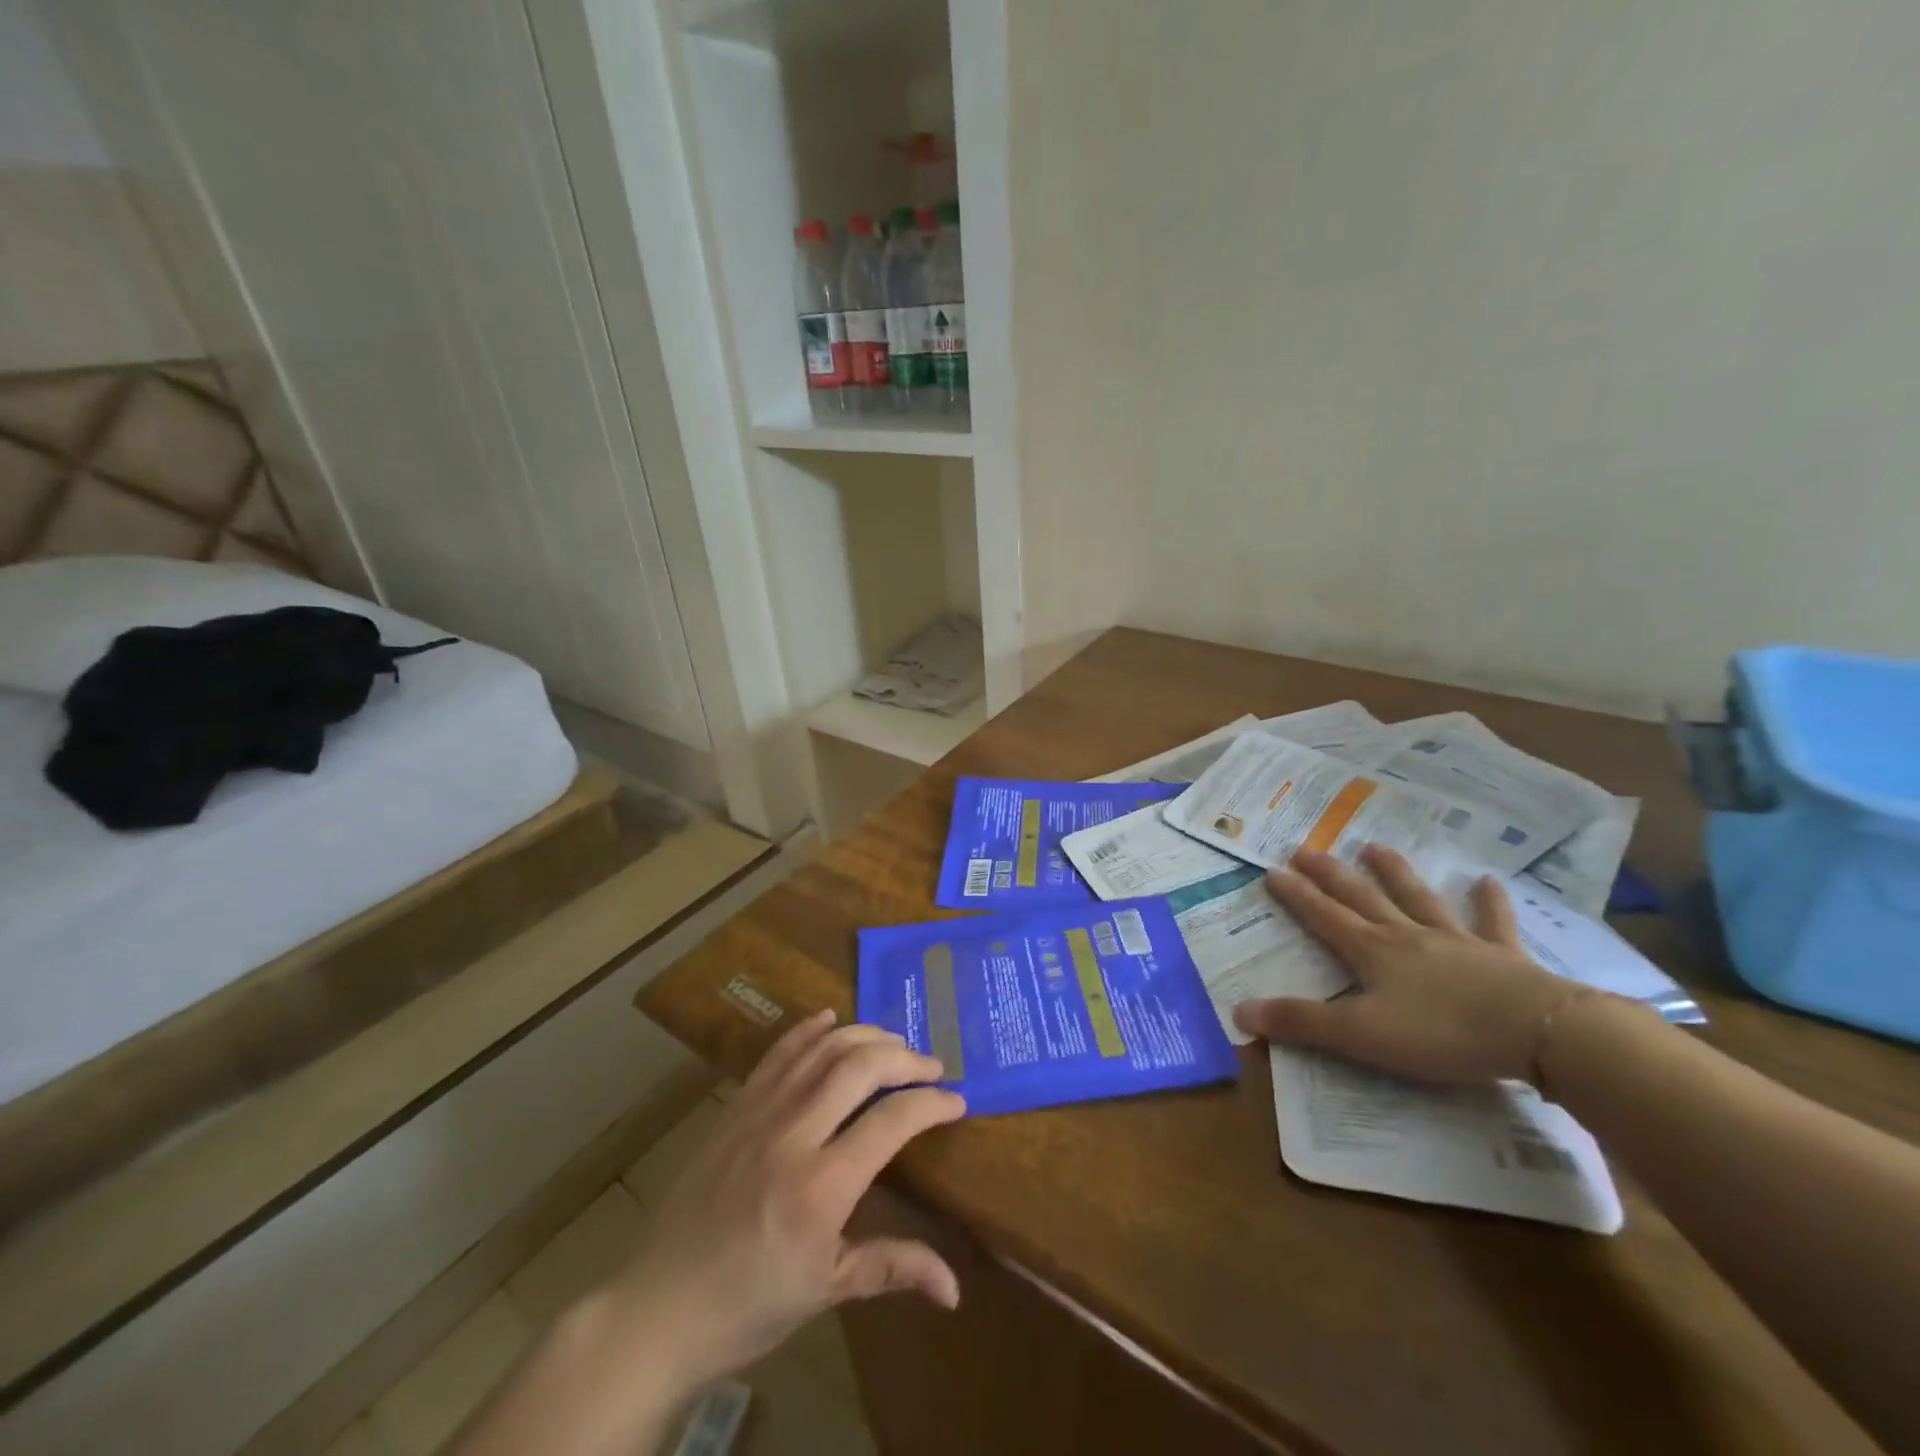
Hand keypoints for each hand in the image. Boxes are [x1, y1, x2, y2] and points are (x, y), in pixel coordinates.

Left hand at [605, 1011, 965, 1388]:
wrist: (659, 1305)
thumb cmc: (750, 1305)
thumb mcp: (827, 1290)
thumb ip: (893, 1268)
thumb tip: (956, 1288)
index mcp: (822, 1187)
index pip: (892, 1121)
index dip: (930, 1104)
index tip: (956, 1101)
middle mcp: (794, 1134)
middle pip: (861, 1067)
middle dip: (905, 1059)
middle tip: (932, 1067)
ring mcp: (760, 1113)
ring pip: (823, 1050)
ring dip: (865, 1036)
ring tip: (894, 1045)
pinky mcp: (736, 1106)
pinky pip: (777, 1054)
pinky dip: (808, 1030)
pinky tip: (830, 1019)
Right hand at [1233, 844, 1588, 1083]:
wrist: (1538, 1033)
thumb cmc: (1442, 1033)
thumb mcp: (1361, 1035)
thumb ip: (1302, 1022)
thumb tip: (1240, 1011)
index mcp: (1372, 953)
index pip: (1324, 916)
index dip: (1296, 895)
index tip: (1273, 870)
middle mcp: (1407, 936)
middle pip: (1362, 898)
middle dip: (1331, 874)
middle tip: (1307, 848)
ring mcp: (1456, 941)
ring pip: (1418, 899)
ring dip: (1395, 873)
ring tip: (1374, 846)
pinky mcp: (1503, 956)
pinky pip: (1493, 923)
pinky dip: (1489, 902)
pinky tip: (1487, 881)